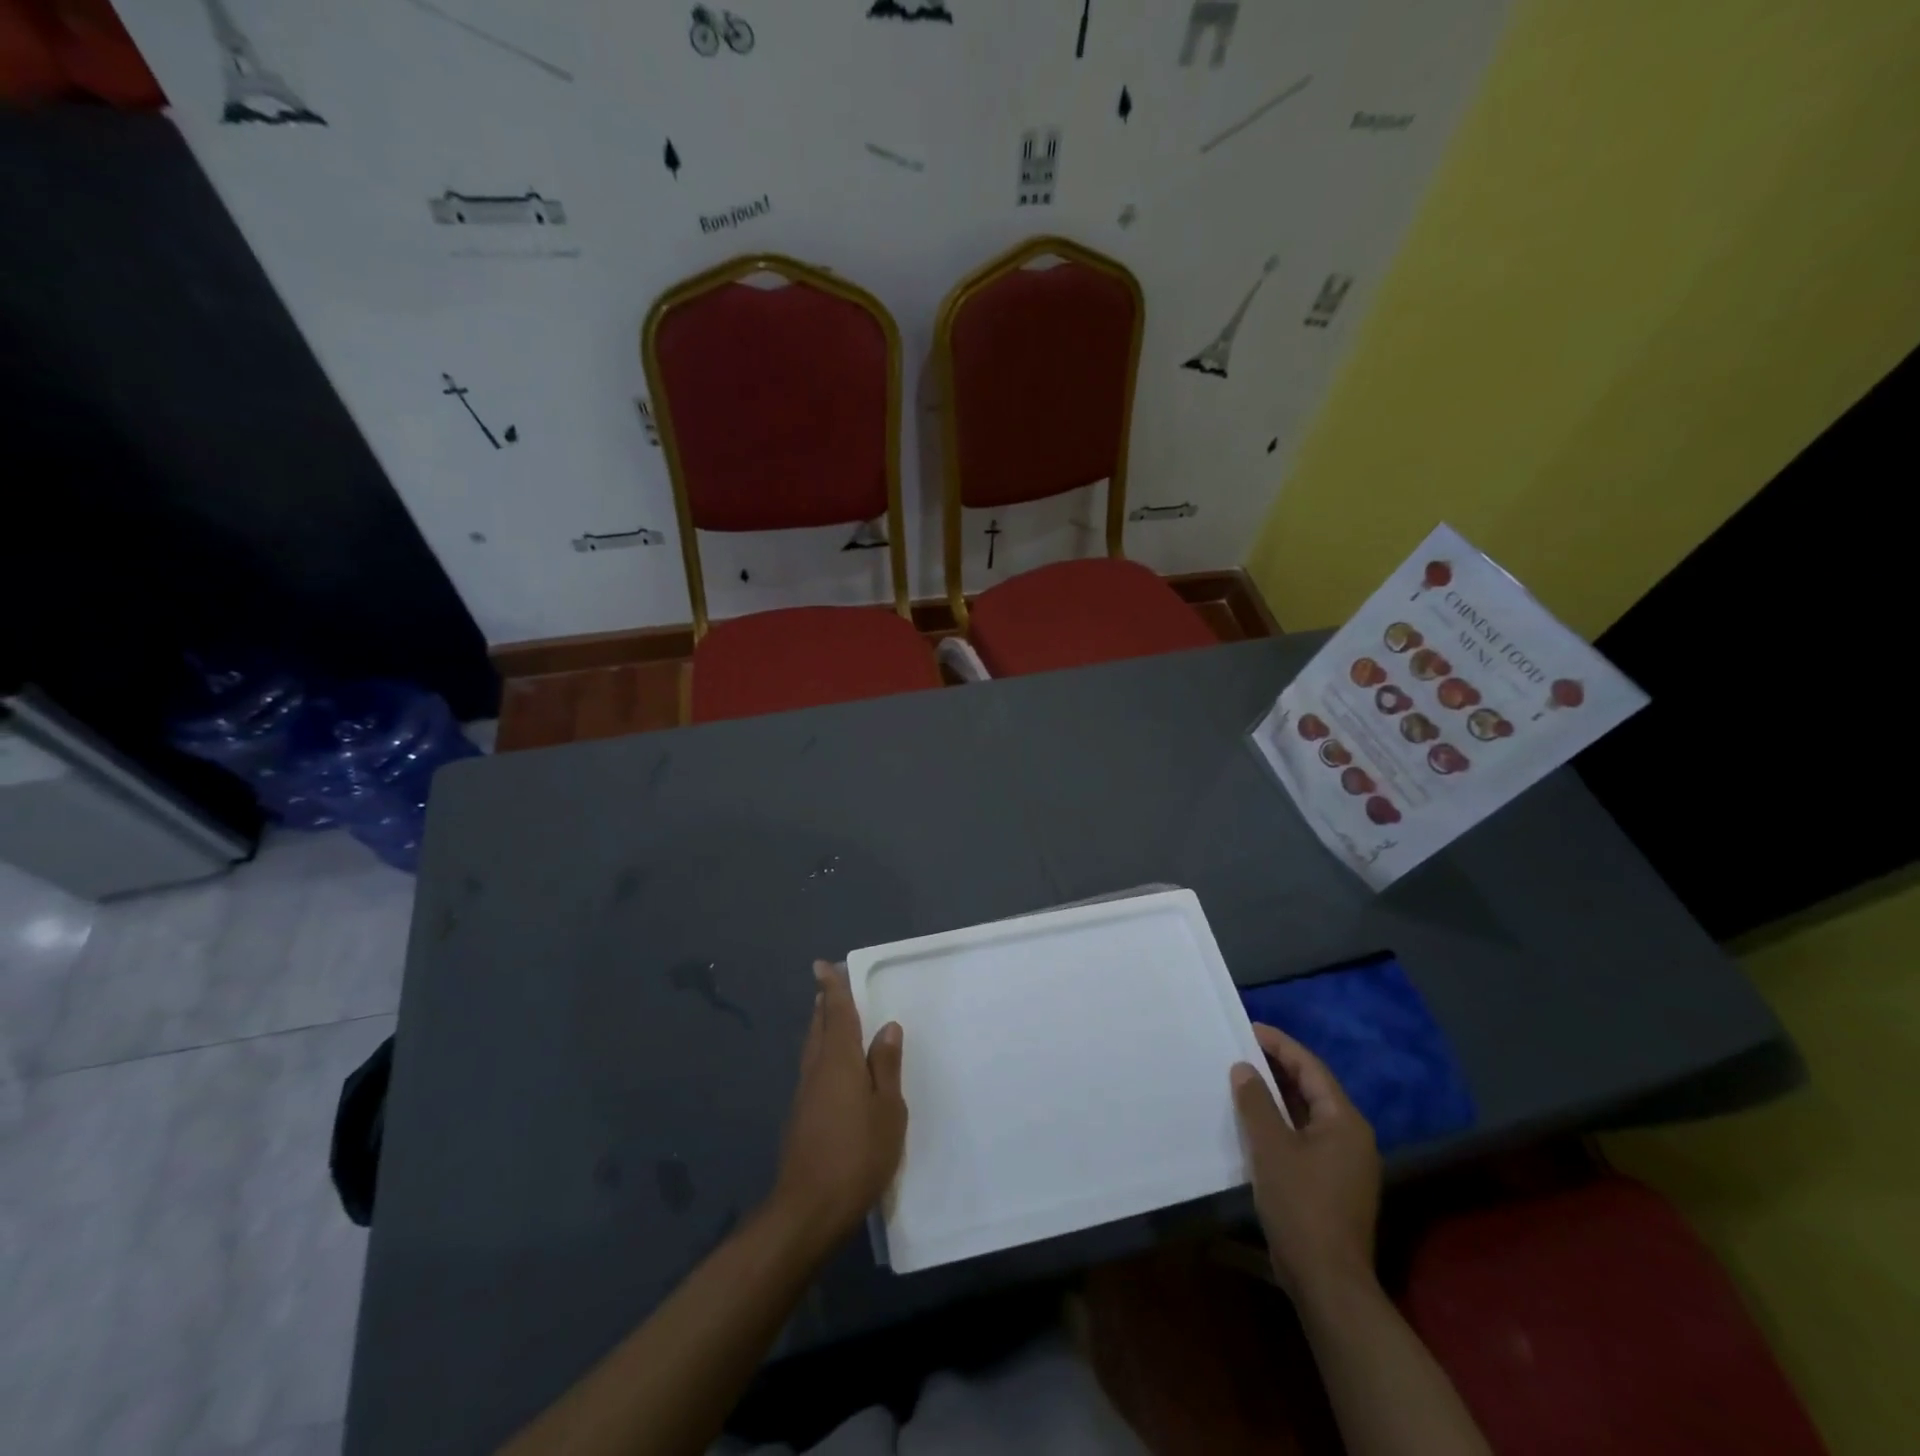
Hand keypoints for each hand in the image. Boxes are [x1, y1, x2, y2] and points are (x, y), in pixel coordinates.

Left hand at [769, 962, 907, 1249]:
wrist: (807, 1210)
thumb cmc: (857, 1156)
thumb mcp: (887, 1111)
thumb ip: (886, 1067)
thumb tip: (887, 1028)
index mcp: (839, 1061)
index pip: (836, 1014)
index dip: (832, 989)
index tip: (822, 965)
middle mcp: (816, 1070)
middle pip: (818, 1027)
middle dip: (823, 1005)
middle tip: (828, 986)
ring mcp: (804, 1095)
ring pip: (812, 1048)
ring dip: (820, 1027)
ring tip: (829, 1016)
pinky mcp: (800, 1117)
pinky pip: (812, 1069)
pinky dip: (820, 1053)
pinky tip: (831, 1066)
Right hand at [1230, 1023, 1380, 1300]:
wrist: (1328, 1281)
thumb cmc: (1301, 1205)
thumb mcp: (1270, 1147)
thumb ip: (1256, 1102)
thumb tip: (1244, 1068)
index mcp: (1344, 1121)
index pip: (1310, 1068)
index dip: (1280, 1045)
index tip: (1249, 1028)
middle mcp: (1351, 1137)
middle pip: (1312, 1089)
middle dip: (1277, 1068)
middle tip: (1241, 1050)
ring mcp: (1345, 1163)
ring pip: (1307, 1115)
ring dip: (1277, 1096)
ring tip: (1242, 1080)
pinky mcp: (1332, 1185)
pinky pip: (1304, 1137)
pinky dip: (1280, 1123)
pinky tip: (1253, 1124)